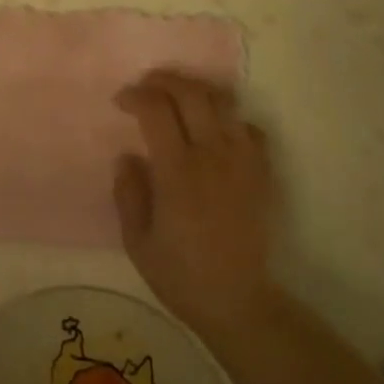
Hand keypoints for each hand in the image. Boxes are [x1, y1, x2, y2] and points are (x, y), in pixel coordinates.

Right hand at [112, 70, 278, 338]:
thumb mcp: (137, 240)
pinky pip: (249, 127)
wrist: (239, 302)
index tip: (121, 102)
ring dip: (196, 91)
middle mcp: (213, 155)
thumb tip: (127, 156)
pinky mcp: (262, 172)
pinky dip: (229, 118)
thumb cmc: (181, 274)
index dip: (136, 96)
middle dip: (165, 80)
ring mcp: (243, 161)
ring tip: (178, 98)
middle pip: (192, 93)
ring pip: (223, 102)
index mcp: (178, 171)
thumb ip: (128, 193)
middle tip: (146, 85)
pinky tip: (214, 129)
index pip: (156, 109)